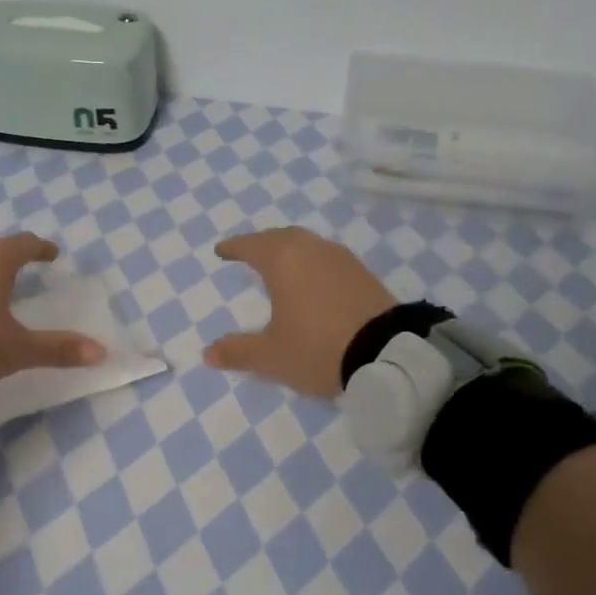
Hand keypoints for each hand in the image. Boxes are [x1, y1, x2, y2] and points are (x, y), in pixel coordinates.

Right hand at [203, 228, 395, 398]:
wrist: (388, 354)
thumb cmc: (317, 348)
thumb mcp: (271, 356)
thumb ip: (238, 352)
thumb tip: (208, 353)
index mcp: (283, 261)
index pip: (251, 246)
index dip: (234, 248)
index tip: (221, 251)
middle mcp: (311, 249)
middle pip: (281, 238)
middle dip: (262, 244)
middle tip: (250, 254)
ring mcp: (341, 259)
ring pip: (307, 245)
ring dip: (290, 251)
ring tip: (281, 266)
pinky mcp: (363, 273)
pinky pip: (328, 258)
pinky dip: (312, 263)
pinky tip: (314, 281)